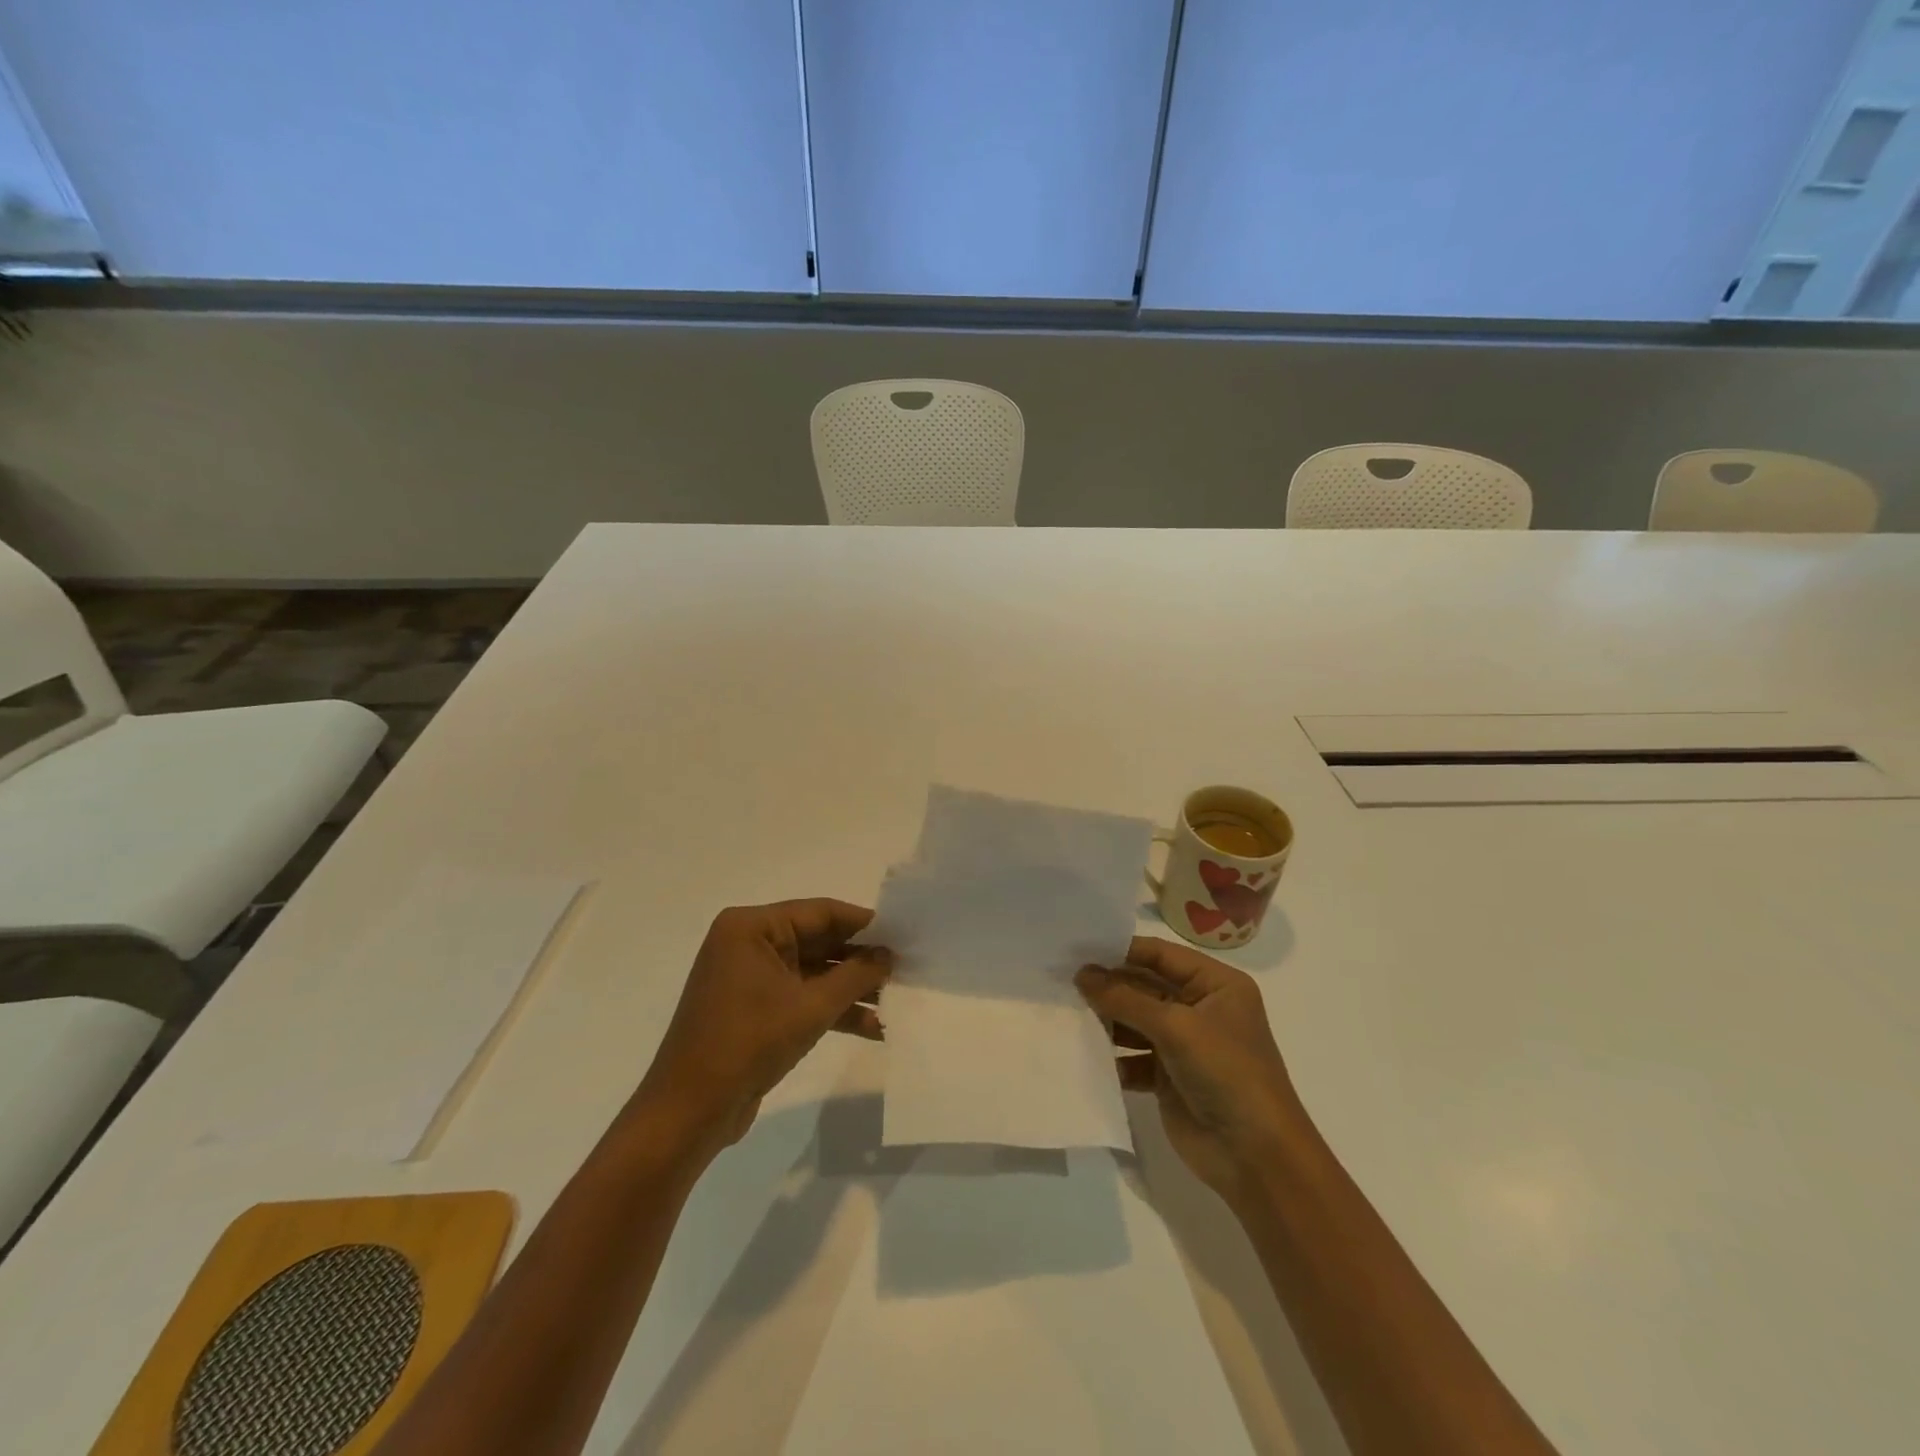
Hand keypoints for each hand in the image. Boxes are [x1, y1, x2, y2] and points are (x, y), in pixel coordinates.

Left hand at [633, 900, 890, 1155]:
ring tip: (896, 1000)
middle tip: (905, 967)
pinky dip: (832, 1010)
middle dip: (860, 960)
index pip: (820, 912)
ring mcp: (750, 978)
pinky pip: (801, 997)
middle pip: (818, 941)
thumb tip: (888, 955)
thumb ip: (855, 976)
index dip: (864, 923)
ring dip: (851, 989)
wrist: (689, 1113)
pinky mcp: (754, 1009)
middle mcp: (748, 944)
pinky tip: (872, 1026)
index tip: (904, 932)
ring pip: (813, 972)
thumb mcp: (810, 1007)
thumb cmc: (747, 1043)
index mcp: (751, 927)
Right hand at [1076, 937, 1302, 1205]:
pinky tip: (1081, 1050)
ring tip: (1066, 1011)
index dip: (1121, 950)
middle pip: (1145, 986)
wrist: (1256, 1158)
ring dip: (1106, 1019)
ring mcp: (1184, 1044)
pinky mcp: (1168, 1077)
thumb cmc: (1227, 1073)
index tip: (1078, 947)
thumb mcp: (1176, 1027)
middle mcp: (1200, 1008)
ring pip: (1135, 1021)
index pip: (1161, 955)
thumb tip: (1081, 974)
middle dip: (1108, 985)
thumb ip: (1126, 999)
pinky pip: (1132, 1056)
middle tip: (1062, 979)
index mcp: (1217, 984)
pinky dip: (1111, 1055)